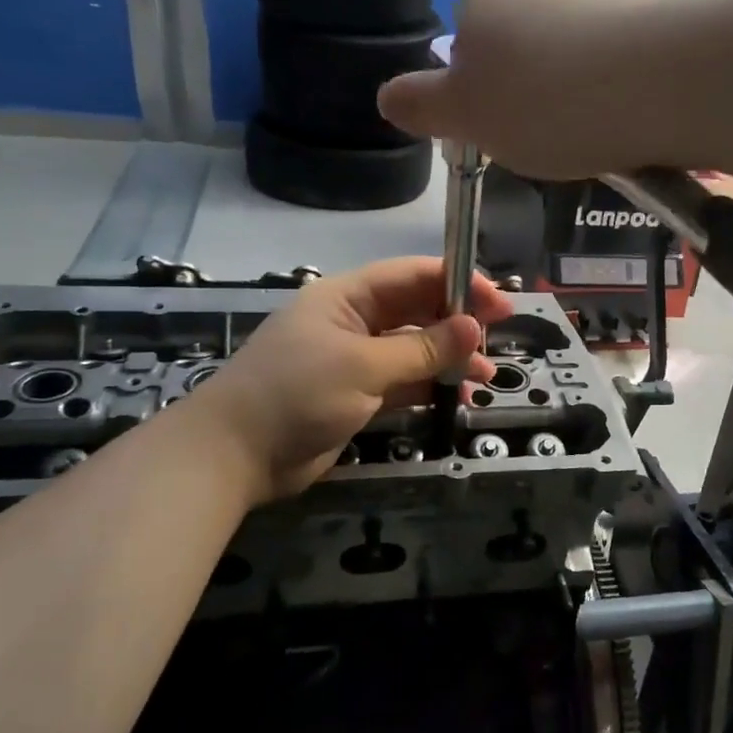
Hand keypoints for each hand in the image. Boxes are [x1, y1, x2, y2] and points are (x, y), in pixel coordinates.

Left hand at [192, 258, 514, 502]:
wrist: (234, 456)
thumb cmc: (296, 394)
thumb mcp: (363, 366)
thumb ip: (422, 348)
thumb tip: (474, 327)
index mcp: (347, 298)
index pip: (411, 276)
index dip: (457, 282)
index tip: (498, 301)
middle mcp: (353, 322)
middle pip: (416, 310)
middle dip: (457, 321)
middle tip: (498, 336)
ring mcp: (354, 361)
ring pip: (414, 349)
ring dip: (449, 357)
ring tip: (485, 374)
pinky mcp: (356, 396)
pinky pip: (403, 382)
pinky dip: (430, 385)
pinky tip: (458, 393)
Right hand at [378, 0, 690, 178]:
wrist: (664, 78)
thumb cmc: (547, 102)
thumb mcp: (466, 117)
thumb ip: (421, 105)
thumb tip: (388, 96)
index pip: (466, 47)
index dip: (482, 97)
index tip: (507, 131)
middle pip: (520, 45)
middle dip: (531, 92)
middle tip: (551, 137)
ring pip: (572, 49)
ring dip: (577, 89)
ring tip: (598, 130)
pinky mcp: (651, 4)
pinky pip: (619, 53)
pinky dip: (619, 82)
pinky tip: (633, 111)